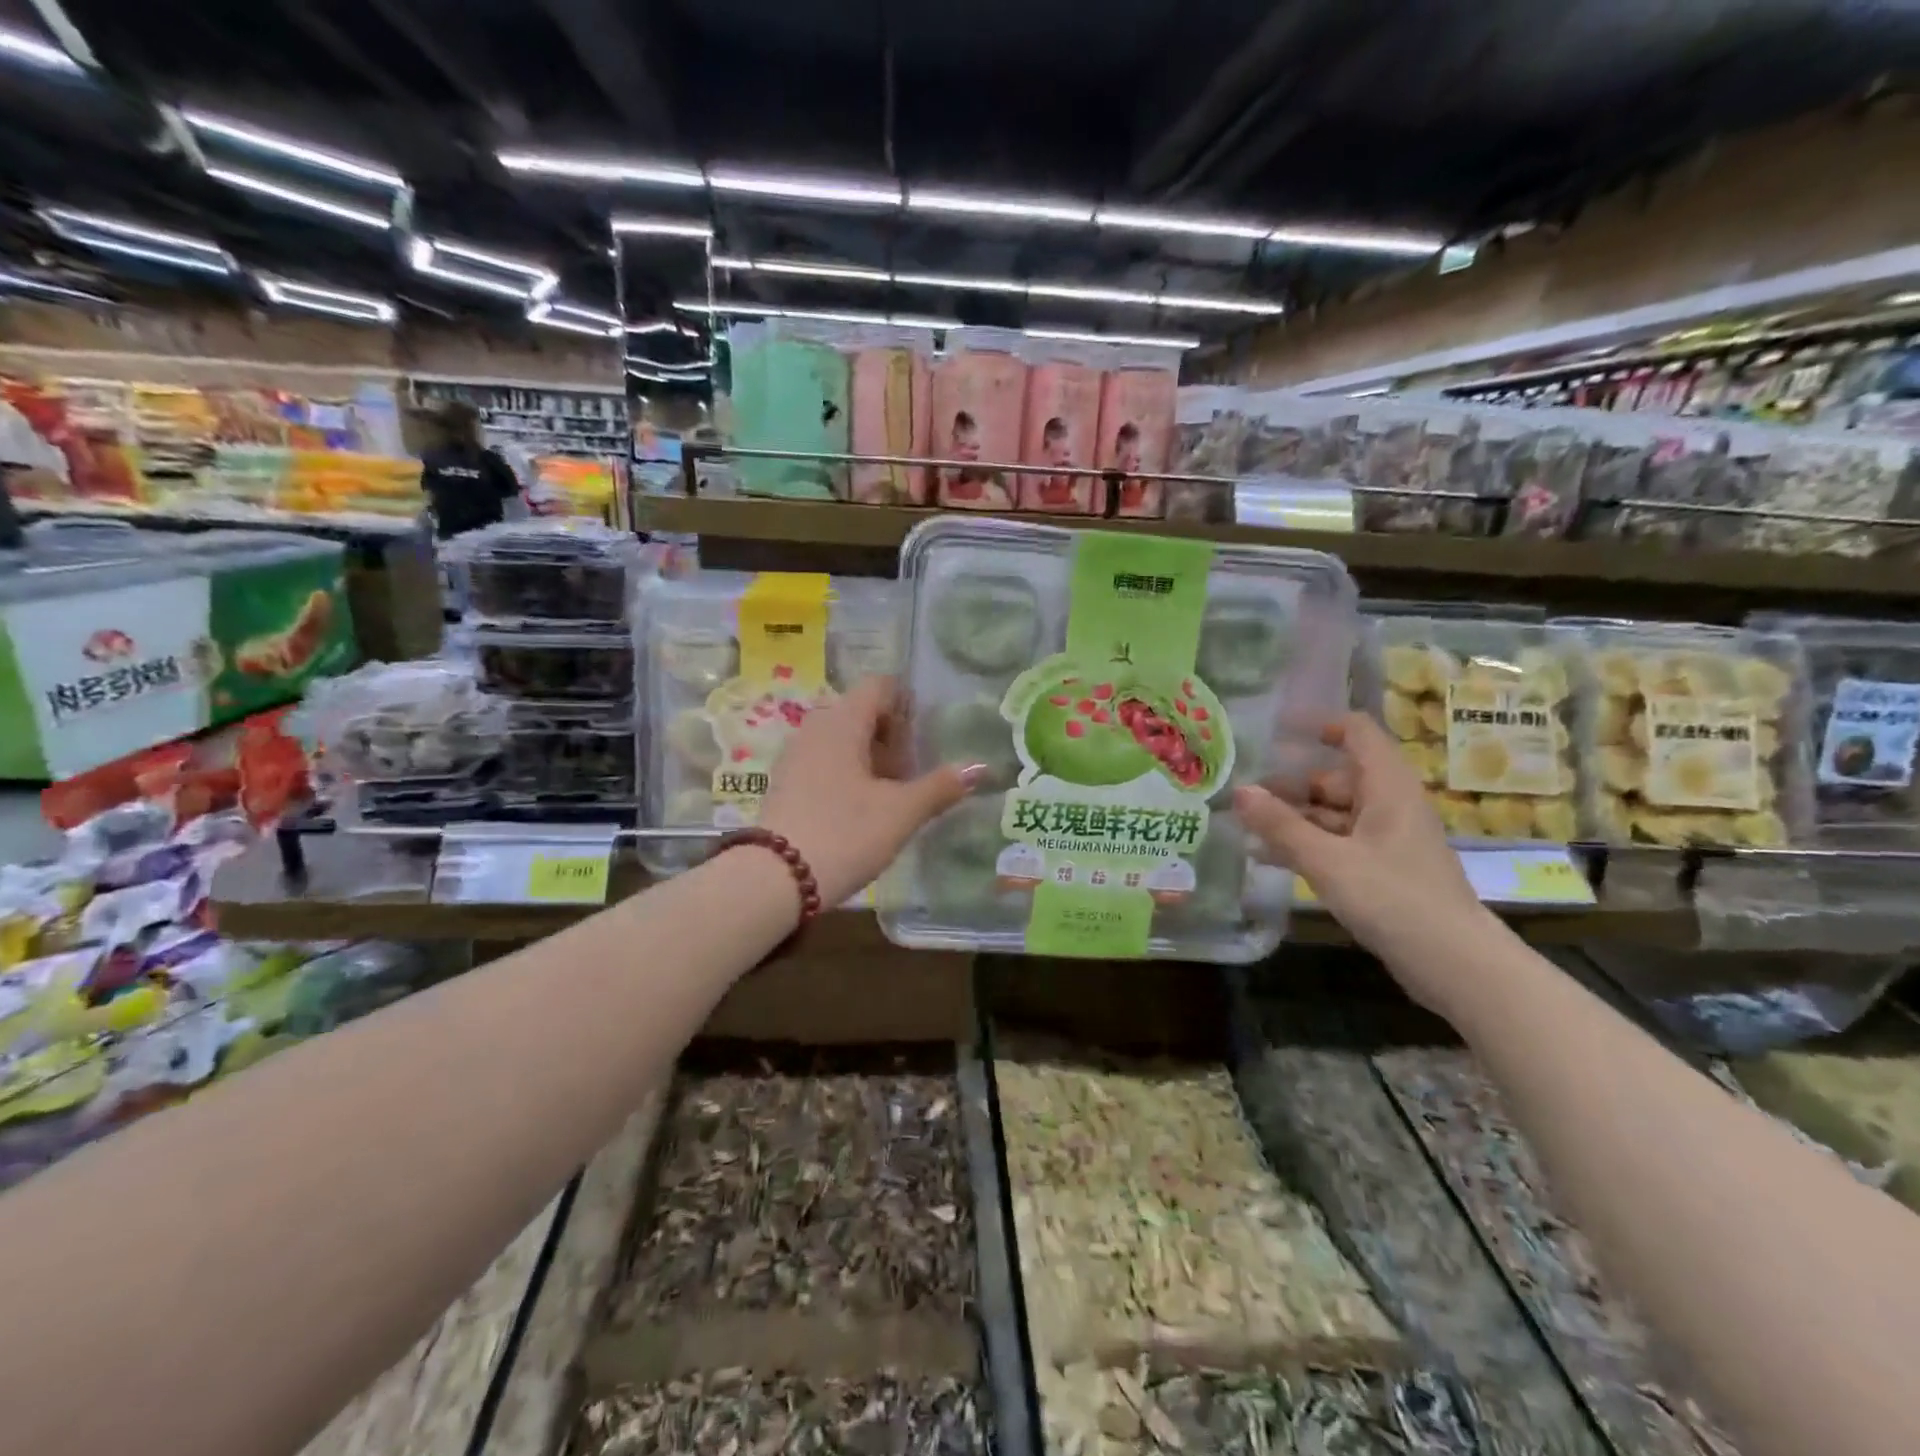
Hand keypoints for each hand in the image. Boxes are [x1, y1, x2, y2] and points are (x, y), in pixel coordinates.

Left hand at [758, 677, 981, 908]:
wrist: (774, 880)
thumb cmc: (845, 834)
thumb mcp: (901, 813)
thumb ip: (940, 787)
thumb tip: (980, 767)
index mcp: (842, 722)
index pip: (879, 686)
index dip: (906, 704)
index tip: (924, 737)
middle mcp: (815, 728)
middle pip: (862, 713)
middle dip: (892, 737)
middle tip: (913, 772)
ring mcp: (795, 756)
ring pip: (843, 740)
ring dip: (871, 759)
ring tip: (892, 795)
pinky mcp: (785, 783)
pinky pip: (825, 762)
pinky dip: (848, 774)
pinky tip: (861, 810)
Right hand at [1233, 713, 1486, 1007]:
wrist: (1454, 963)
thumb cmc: (1393, 898)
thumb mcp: (1328, 860)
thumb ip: (1281, 825)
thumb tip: (1239, 791)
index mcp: (1387, 787)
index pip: (1356, 732)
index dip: (1317, 725)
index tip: (1274, 732)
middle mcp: (1389, 804)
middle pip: (1335, 777)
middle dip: (1289, 784)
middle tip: (1243, 797)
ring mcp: (1387, 838)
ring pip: (1333, 813)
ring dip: (1292, 818)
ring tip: (1245, 828)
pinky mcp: (1383, 868)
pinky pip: (1338, 842)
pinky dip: (1307, 844)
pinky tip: (1268, 858)